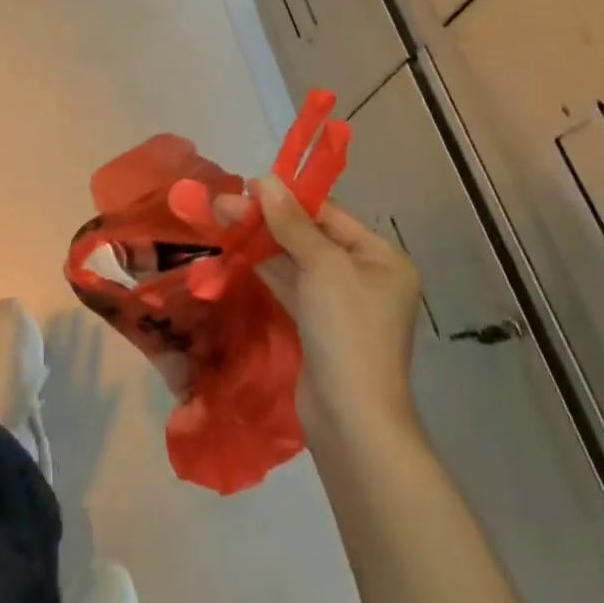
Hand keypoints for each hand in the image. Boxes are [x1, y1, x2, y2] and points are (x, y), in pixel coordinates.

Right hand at [224, 176, 422, 442]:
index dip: (288, 198)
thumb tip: (266, 180)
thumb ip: (292, 222)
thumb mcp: (322, 266)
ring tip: (223, 220)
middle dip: (268, 220)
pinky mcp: (319, 327)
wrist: (352, 422)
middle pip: (311, 235)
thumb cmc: (346, 331)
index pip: (329, 214)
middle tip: (224, 204)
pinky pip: (292, 286)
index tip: (247, 185)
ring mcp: (342, 305)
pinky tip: (237, 252)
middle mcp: (366, 276)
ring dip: (262, 242)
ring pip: (297, 261)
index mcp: (381, 258)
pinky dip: (266, 269)